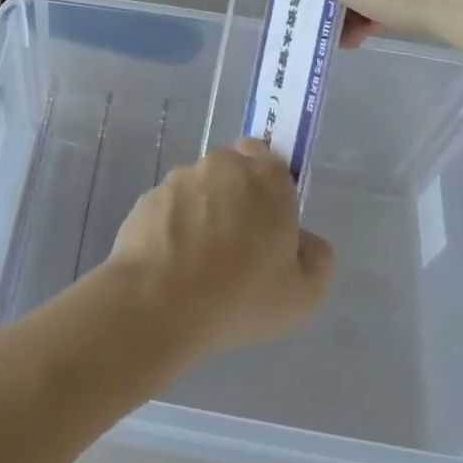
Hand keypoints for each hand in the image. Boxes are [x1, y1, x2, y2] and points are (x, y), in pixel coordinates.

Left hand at [106, 139, 334, 357]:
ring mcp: (178, 180)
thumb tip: (306, 242)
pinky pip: (168, 209)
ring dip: (202, 213)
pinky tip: (172, 265)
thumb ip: (316, 259)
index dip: (270, 189)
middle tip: (238, 247)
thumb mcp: (303, 294)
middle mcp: (220, 166)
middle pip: (232, 173)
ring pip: (198, 190)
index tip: (267, 223)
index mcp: (265, 178)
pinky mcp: (146, 199)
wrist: (156, 302)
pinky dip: (173, 227)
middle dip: (236, 199)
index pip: (271, 160)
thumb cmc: (239, 296)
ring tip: (199, 263)